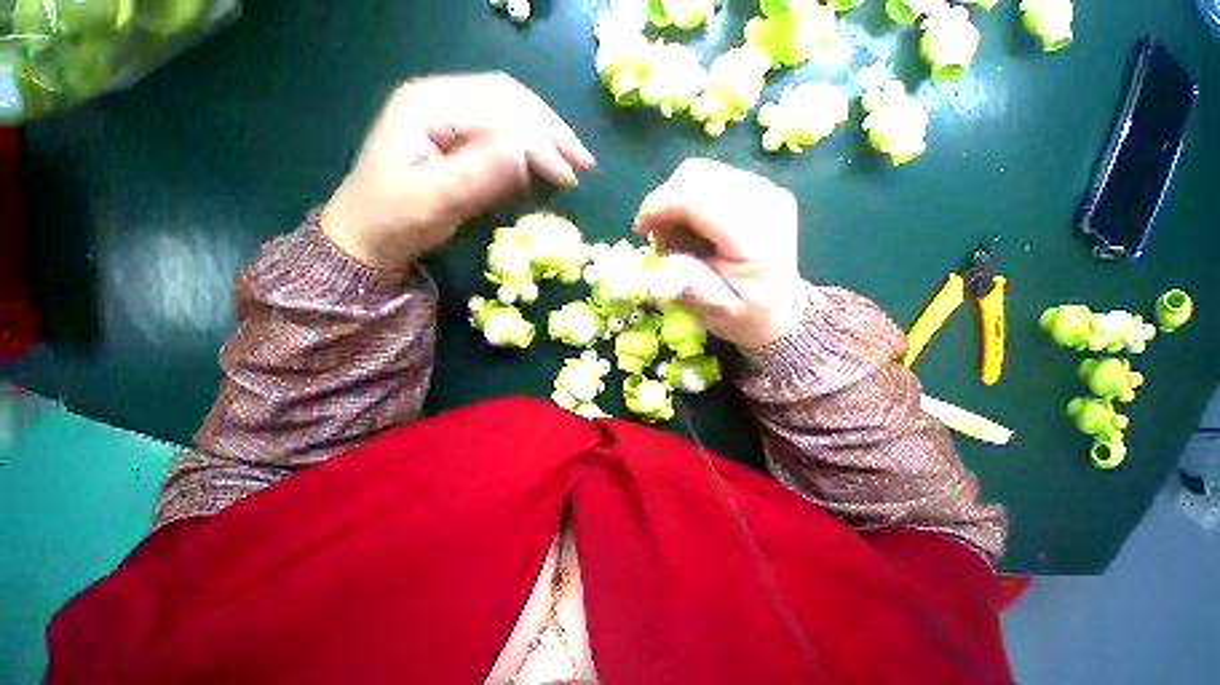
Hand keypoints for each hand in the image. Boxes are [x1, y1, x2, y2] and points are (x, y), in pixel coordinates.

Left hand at [322, 73, 594, 270]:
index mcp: (428, 104)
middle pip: (509, 101)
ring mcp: (449, 119)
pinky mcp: (458, 142)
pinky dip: (529, 150)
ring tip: (574, 161)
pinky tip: (546, 165)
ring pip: (510, 115)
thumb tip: (529, 152)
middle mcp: (441, 100)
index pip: (500, 110)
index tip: (571, 175)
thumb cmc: (392, 219)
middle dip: (552, 131)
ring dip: (545, 137)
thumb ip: (481, 171)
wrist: (366, 238)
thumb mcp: (434, 198)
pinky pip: (501, 136)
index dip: (541, 140)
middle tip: (585, 162)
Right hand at [635, 158, 806, 349]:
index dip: (659, 206)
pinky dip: (690, 202)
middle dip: (666, 204)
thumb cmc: (747, 316)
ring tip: (680, 240)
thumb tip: (662, 257)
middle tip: (662, 241)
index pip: (697, 197)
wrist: (781, 311)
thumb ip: (689, 281)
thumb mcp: (715, 310)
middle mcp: (765, 199)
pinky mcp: (759, 188)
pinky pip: (709, 180)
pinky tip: (695, 230)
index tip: (640, 231)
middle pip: (696, 175)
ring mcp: (765, 188)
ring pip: (700, 173)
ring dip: (676, 204)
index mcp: (757, 235)